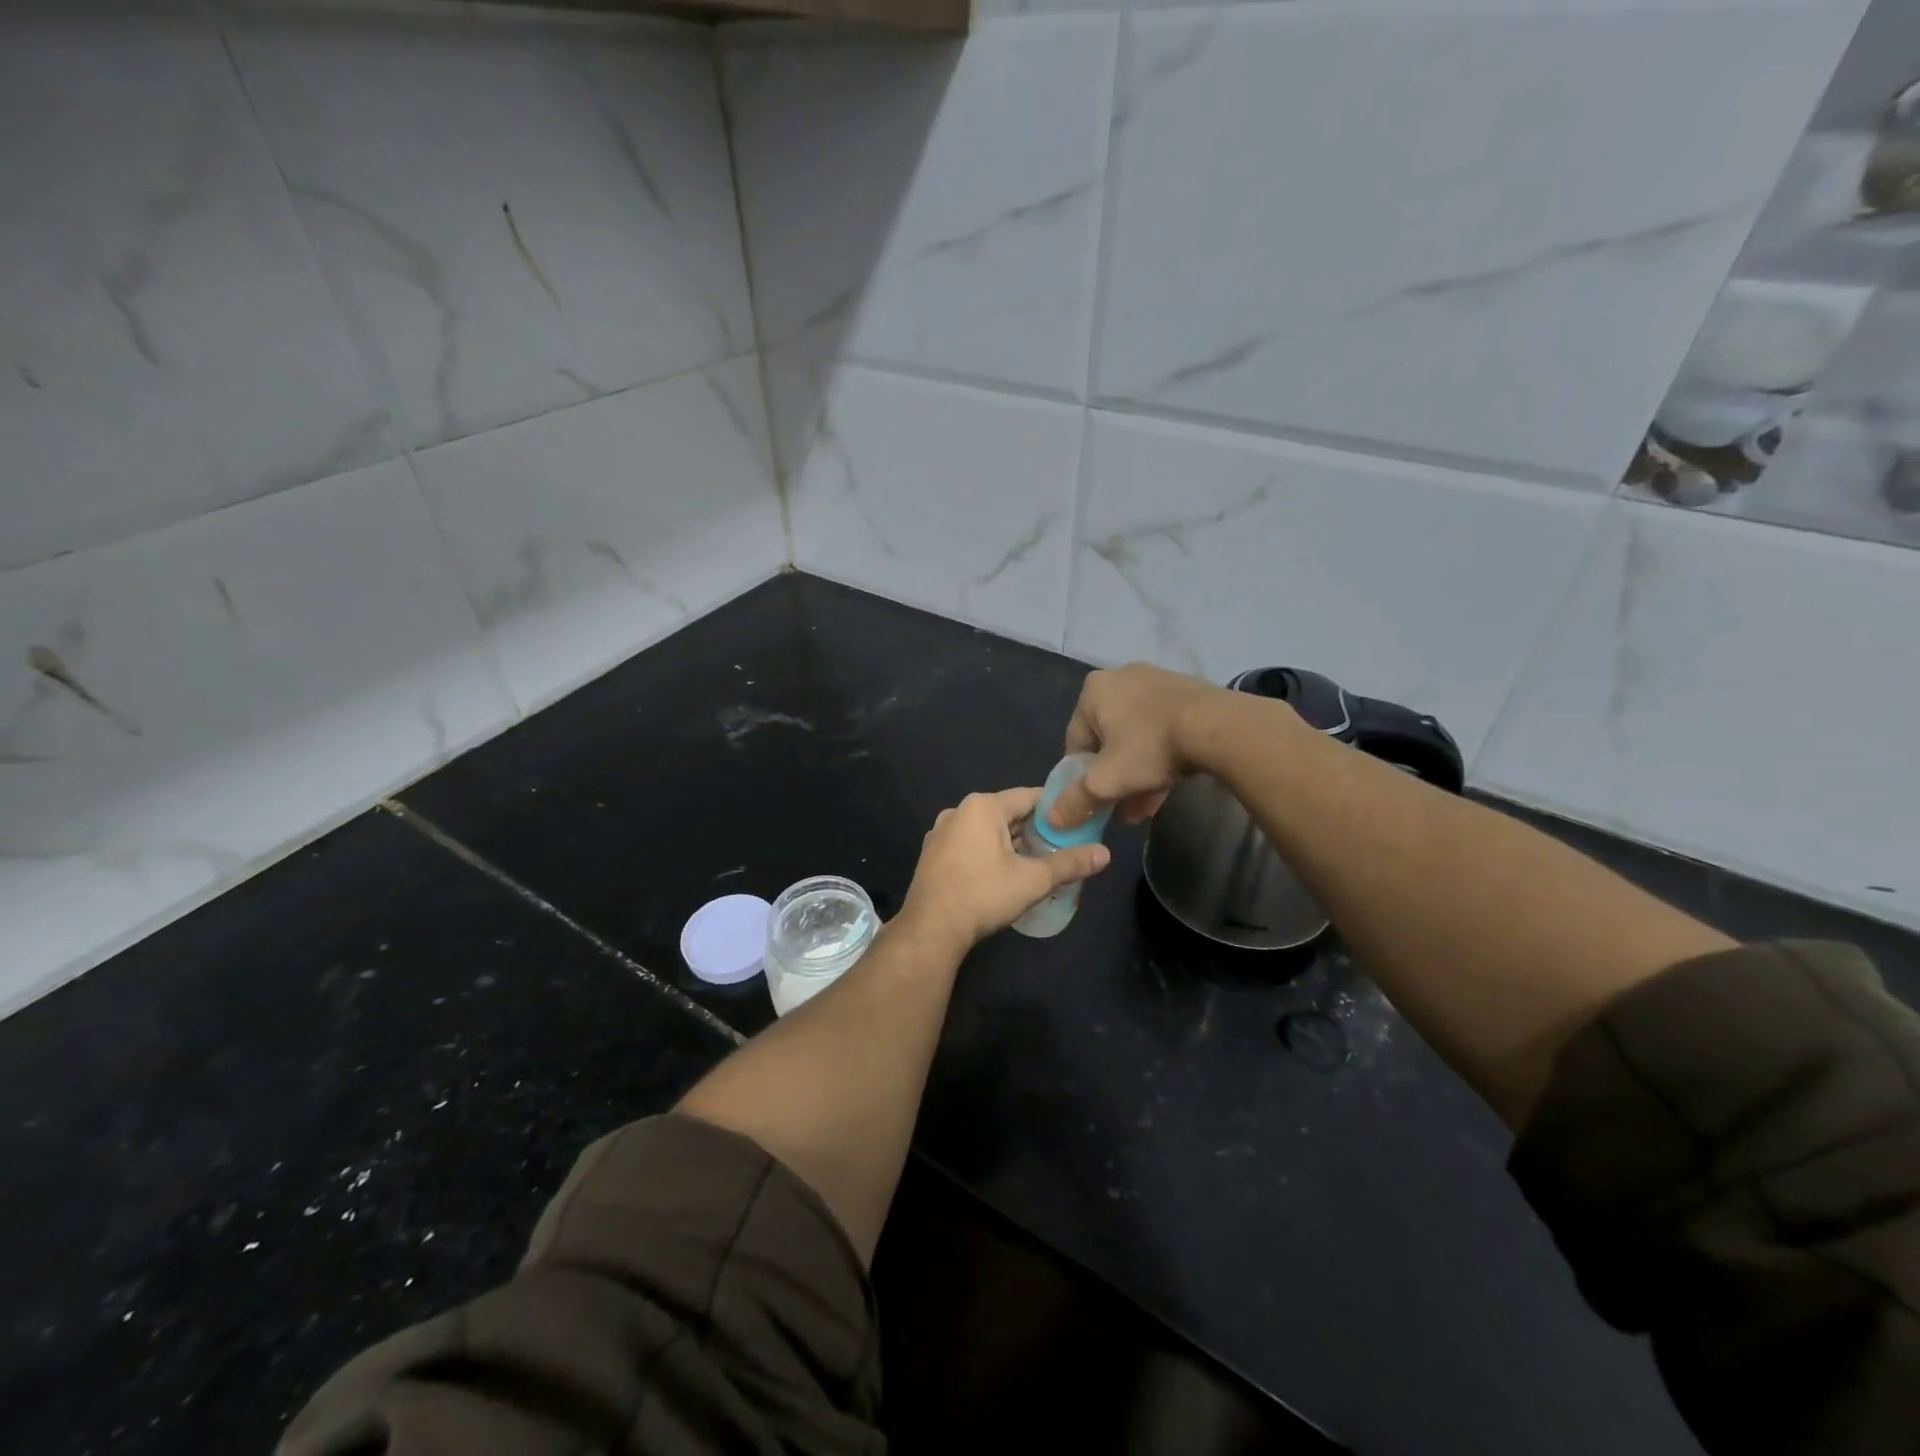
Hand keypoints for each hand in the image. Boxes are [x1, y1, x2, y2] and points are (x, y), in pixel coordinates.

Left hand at [899, 788, 1111, 951]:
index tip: (1077, 822)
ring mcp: (941, 833)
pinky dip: (989, 853)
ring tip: (1037, 863)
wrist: (930, 929)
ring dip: (1012, 844)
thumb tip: (1106, 854)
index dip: (1056, 809)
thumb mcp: (1033, 880)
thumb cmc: (983, 895)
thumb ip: (1070, 864)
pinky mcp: (933, 855)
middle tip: (1062, 848)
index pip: (1030, 797)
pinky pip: (969, 844)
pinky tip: (1003, 875)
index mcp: (982, 806)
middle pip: (1008, 813)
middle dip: (1034, 830)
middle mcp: (958, 811)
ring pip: (988, 830)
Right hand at [1048, 664, 1227, 831]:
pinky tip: (1165, 789)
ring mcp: (1156, 683)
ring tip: (1143, 808)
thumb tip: (1051, 819)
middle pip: (1107, 740)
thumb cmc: (1149, 748)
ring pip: (1136, 738)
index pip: (1075, 741)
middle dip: (1113, 779)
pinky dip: (1159, 758)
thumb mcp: (1106, 782)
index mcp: (1093, 691)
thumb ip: (1075, 801)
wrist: (1218, 727)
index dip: (1080, 777)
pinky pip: (1162, 730)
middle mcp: (1121, 678)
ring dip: (1136, 774)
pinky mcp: (1186, 694)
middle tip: (1120, 808)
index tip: (1093, 801)